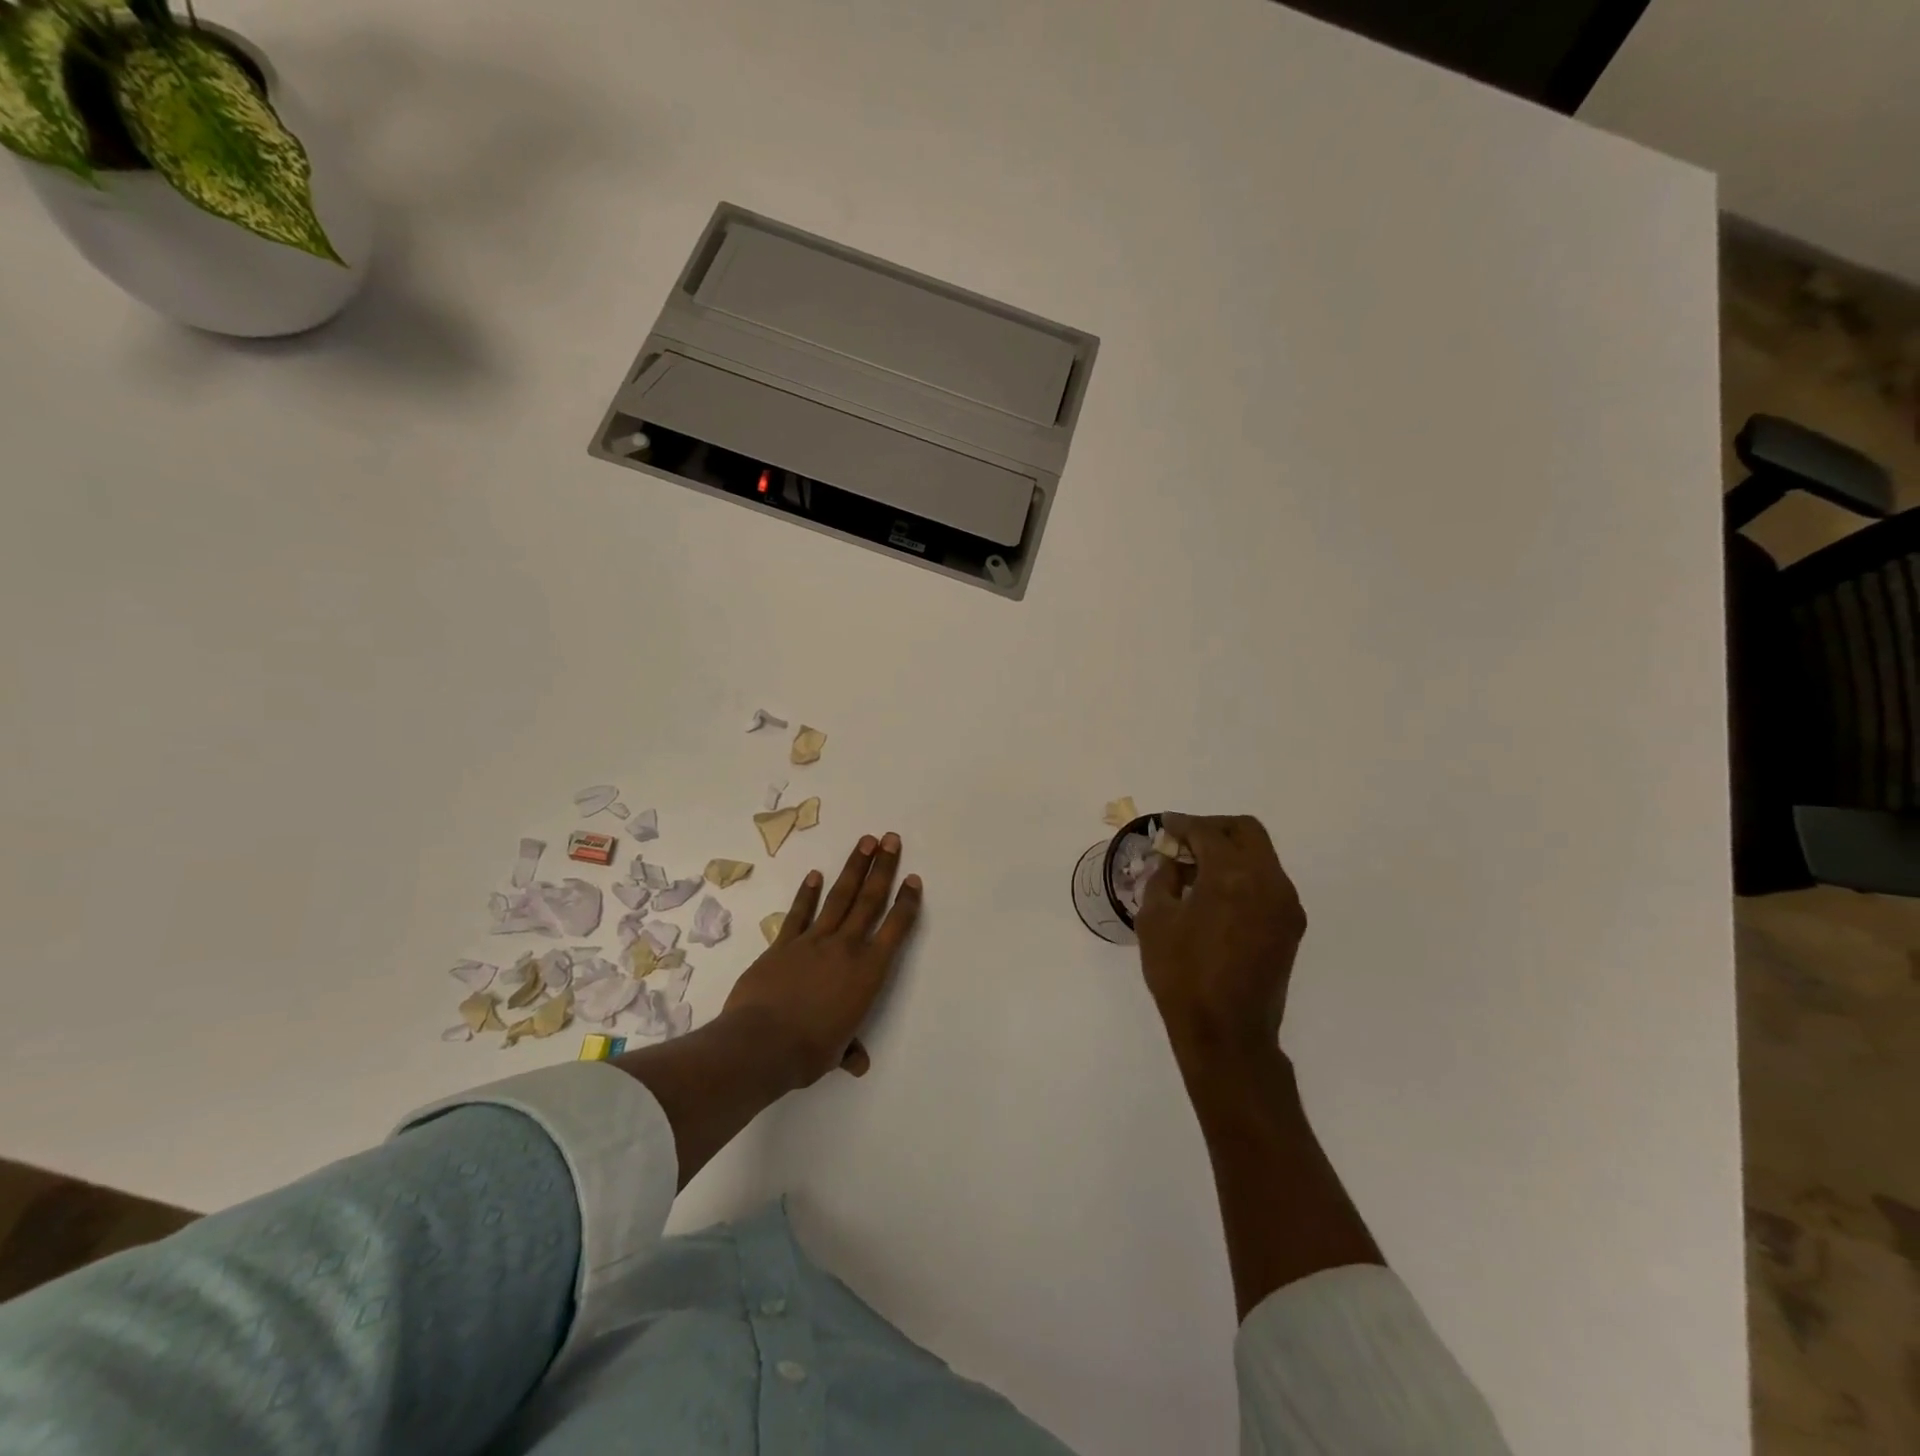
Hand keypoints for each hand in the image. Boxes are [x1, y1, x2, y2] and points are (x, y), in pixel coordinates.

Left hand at [721, 832, 921, 1086]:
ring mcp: (813, 941)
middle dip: (883, 868)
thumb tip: (858, 1063)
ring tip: (865, 842)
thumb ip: (849, 1049)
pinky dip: (807, 893)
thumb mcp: (836, 1052)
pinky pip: (799, 913)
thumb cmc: (809, 1051)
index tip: (913, 878)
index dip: (906, 902)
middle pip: (869, 900)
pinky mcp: (783, 944)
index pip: (895, 929)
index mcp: (868, 972)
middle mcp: (846, 947)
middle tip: (891, 839)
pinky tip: (814, 874)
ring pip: (839, 897)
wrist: (761, 1044)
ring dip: (853, 868)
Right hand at [1134, 814, 1305, 1056]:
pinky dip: (1243, 874)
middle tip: (1184, 841)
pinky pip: (1267, 881)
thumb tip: (1172, 859)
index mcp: (1232, 876)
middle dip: (1213, 828)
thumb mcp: (1155, 921)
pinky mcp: (1290, 925)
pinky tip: (1216, 894)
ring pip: (1261, 855)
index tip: (1165, 825)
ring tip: (1197, 870)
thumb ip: (1163, 878)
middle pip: (1246, 831)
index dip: (1182, 824)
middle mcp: (1268, 881)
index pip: (1207, 832)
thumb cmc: (1182, 976)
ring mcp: (1285, 904)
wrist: (1227, 1035)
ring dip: (1230, 851)